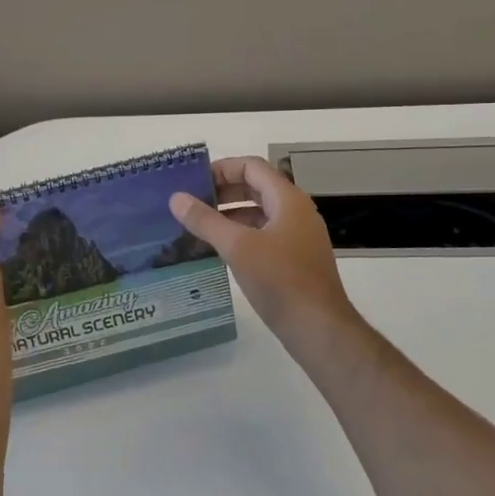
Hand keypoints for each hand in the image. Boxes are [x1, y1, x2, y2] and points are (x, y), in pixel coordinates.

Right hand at [169, 156, 357, 343]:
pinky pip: (264, 235)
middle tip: (192, 203)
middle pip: (256, 188)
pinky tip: (220, 250)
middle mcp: (296, 212)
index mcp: (288, 199)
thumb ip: (205, 220)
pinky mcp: (295, 259)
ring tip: (199, 226)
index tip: (194, 181)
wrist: (318, 328)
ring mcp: (298, 236)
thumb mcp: (237, 247)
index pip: (252, 167)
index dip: (222, 168)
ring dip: (230, 215)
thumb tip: (176, 198)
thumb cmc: (280, 280)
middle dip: (223, 192)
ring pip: (260, 213)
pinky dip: (241, 235)